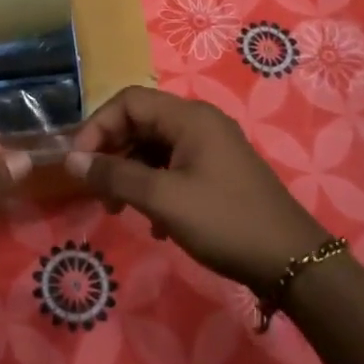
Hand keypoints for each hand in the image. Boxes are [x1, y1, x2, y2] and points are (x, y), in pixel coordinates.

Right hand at [65, 86, 330, 294]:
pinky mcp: (217, 172)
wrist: (292, 262)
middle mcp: (199, 123)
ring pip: (154, 148)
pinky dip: (154, 187)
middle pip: (140, 123)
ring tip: (119, 210)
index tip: (79, 163)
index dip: (97, 127)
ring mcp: (211, 148)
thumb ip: (114, 176)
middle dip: (112, 154)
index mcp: (189, 117)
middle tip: (96, 190)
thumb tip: (71, 161)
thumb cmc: (224, 222)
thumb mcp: (162, 199)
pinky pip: (172, 167)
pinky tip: (154, 224)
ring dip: (131, 174)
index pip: (128, 102)